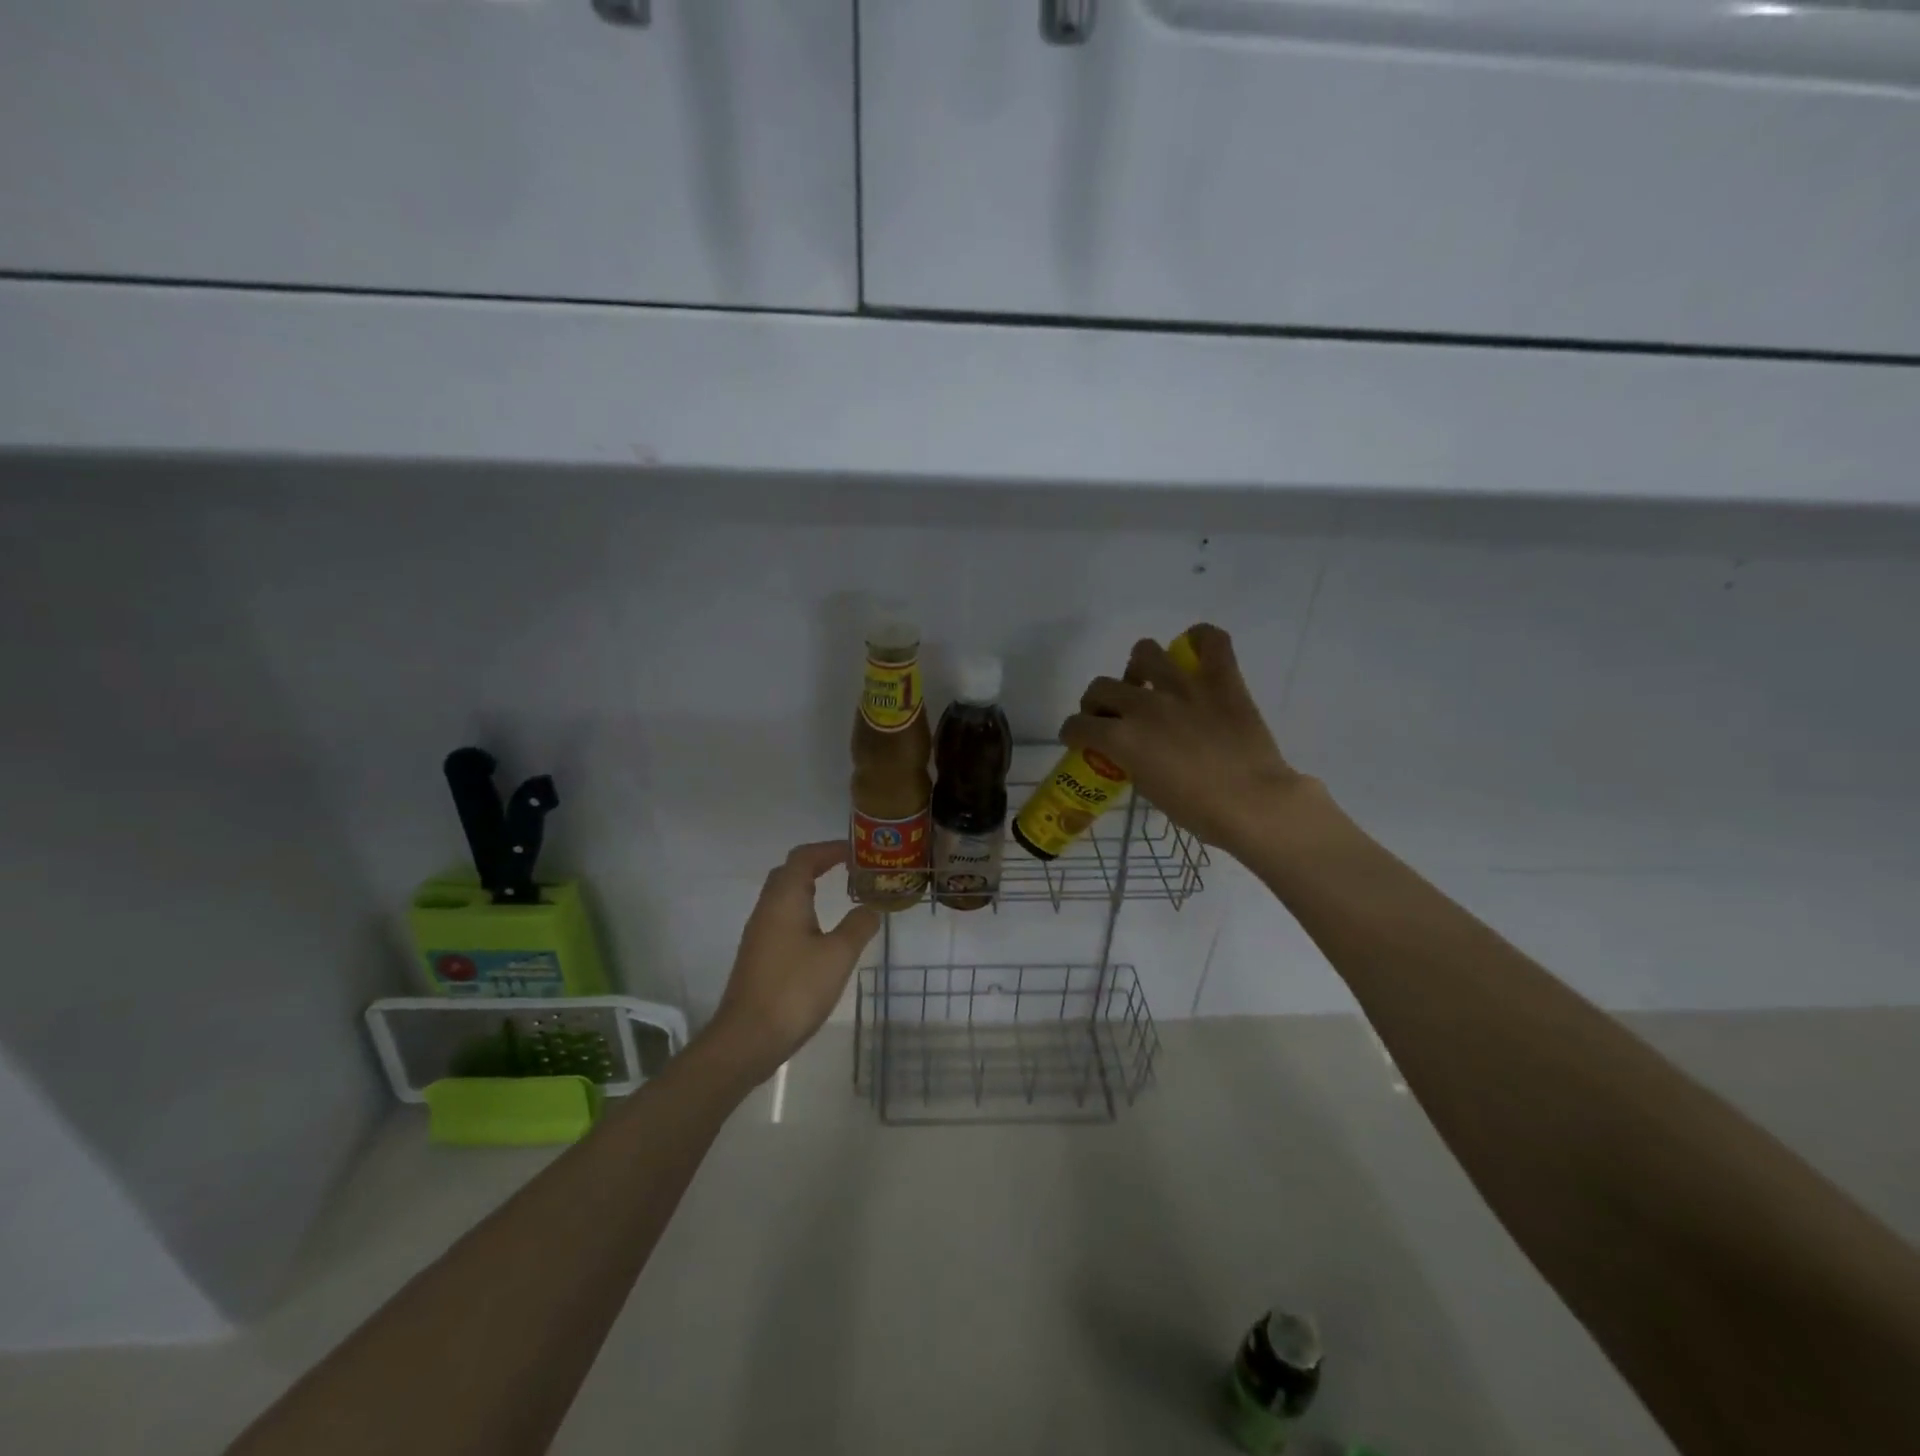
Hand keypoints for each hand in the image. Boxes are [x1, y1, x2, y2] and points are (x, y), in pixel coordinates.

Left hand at [706, 841, 881, 1081]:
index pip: (805, 857)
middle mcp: (767, 908)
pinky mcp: (758, 955)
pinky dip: (803, 911)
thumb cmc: (795, 989)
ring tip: (840, 896)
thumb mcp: (838, 955)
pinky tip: (820, 932)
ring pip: (784, 896)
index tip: (857, 852)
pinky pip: (782, 917)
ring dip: (810, 888)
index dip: (831, 849)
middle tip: (850, 870)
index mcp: (785, 899)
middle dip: (819, 864)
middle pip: (789, 872)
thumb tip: (870, 909)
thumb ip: (858, 926)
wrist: (748, 1038)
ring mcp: (759, 933)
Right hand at [1059, 623, 1304, 858]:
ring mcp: (1184, 687)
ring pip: (1144, 652)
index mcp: (1123, 738)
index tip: (1079, 738)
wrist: (1254, 804)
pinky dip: (1200, 640)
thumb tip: (1133, 750)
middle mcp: (1145, 705)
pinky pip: (1211, 640)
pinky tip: (1194, 654)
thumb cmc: (1199, 811)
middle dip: (1098, 703)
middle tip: (1113, 716)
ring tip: (1150, 684)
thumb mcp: (1149, 790)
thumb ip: (1132, 761)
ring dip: (1139, 668)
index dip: (1073, 732)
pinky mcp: (1221, 680)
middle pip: (1101, 687)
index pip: (1078, 725)